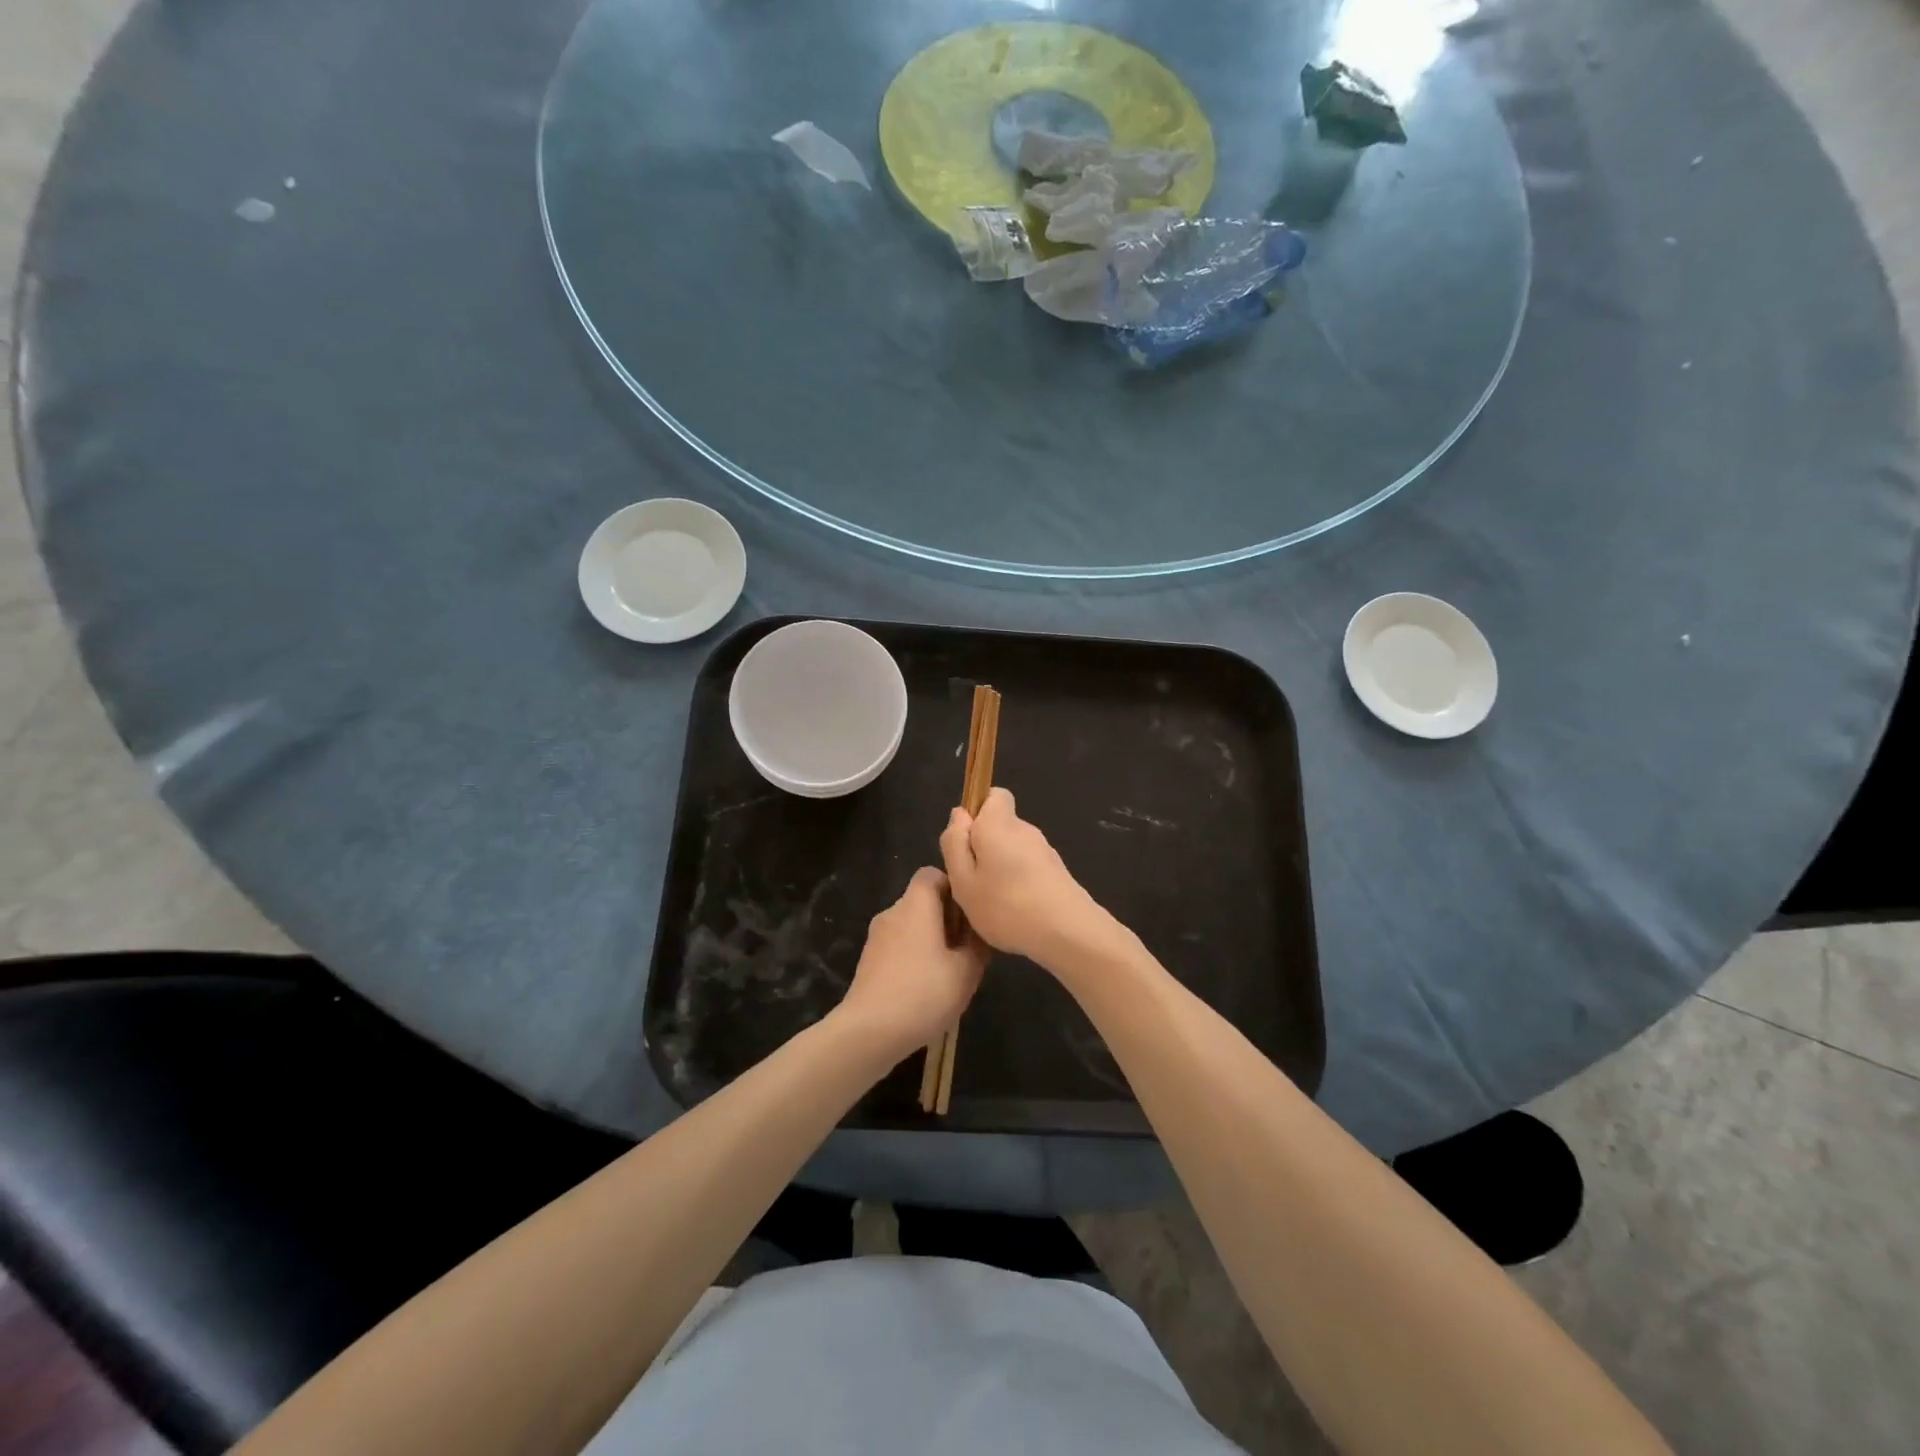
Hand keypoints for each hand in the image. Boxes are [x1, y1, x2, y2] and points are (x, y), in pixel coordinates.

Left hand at [837, 866, 988, 1059]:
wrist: (869, 1032)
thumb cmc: (923, 993)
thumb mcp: (966, 971)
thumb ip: (978, 945)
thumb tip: (979, 932)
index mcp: (915, 905)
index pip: (932, 873)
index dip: (953, 887)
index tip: (970, 913)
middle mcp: (893, 912)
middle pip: (922, 900)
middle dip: (946, 917)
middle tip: (967, 947)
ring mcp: (876, 937)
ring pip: (910, 925)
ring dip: (931, 939)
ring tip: (949, 970)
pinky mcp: (869, 961)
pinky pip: (898, 946)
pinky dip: (914, 956)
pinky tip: (926, 987)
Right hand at [940, 788, 1119, 969]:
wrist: (1068, 932)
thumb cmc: (1006, 906)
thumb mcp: (963, 880)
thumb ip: (955, 843)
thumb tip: (960, 814)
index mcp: (999, 824)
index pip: (993, 795)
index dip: (977, 812)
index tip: (965, 843)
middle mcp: (1025, 829)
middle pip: (1000, 826)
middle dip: (984, 847)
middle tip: (972, 882)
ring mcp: (1045, 851)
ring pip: (1013, 849)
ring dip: (1001, 868)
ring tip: (993, 903)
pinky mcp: (1057, 872)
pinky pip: (1028, 868)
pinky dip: (1019, 883)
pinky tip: (1015, 912)